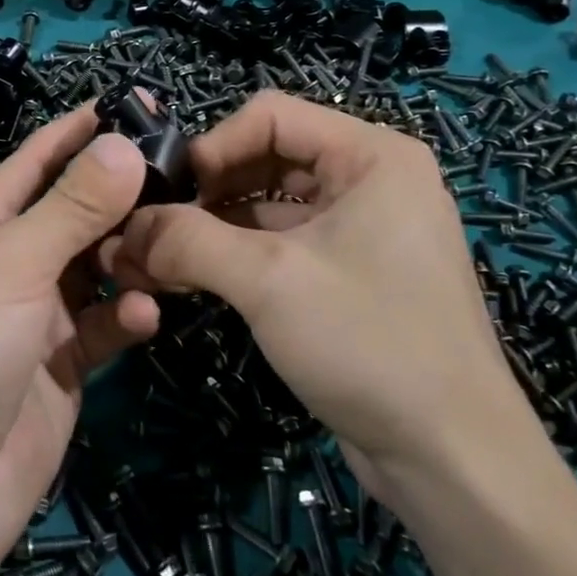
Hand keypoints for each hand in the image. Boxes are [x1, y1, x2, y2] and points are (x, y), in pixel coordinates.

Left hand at [0, 108, 156, 574]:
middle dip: (121, 197)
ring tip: (167, 251)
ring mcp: (36, 318)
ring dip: (130, 258)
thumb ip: (70, 208)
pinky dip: (125, 317)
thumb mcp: (9, 265)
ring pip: (97, 269)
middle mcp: (9, 264)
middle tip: (185, 180)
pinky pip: (103, 327)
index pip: (35, 162)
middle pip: (75, 215)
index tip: (134, 104)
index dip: (78, 132)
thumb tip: (121, 141)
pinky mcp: (61, 368)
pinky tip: (144, 315)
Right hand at [111, 91, 537, 502]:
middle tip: (149, 231)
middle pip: (265, 159)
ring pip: (267, 208)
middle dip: (204, 194)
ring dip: (210, 230)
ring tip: (154, 261)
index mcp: (371, 156)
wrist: (453, 460)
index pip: (270, 116)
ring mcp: (361, 231)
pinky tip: (189, 281)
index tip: (166, 193)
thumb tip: (124, 228)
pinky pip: (281, 247)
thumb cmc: (369, 342)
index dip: (212, 146)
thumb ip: (187, 241)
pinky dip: (234, 259)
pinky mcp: (348, 277)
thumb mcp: (268, 281)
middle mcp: (369, 182)